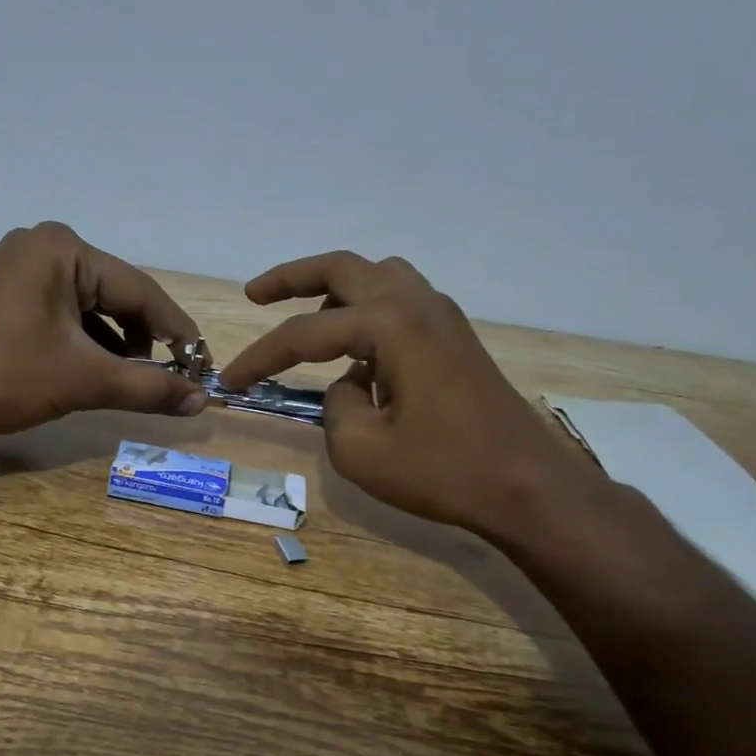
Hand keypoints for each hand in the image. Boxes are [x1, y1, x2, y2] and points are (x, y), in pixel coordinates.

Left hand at [0, 222, 205, 437]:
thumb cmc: (3, 378)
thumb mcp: (83, 381)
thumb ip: (148, 387)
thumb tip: (203, 401)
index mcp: (64, 250)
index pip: (140, 290)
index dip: (177, 330)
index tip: (203, 365)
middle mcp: (45, 246)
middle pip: (117, 295)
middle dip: (146, 339)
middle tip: (173, 379)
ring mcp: (23, 267)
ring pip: (93, 307)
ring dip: (118, 345)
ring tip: (136, 382)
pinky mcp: (11, 292)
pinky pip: (67, 313)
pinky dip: (88, 343)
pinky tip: (100, 372)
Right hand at [218, 252, 597, 538]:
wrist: (527, 486)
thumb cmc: (443, 470)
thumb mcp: (361, 450)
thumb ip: (335, 407)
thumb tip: (348, 385)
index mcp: (390, 324)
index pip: (304, 334)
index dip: (259, 357)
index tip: (228, 381)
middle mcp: (417, 304)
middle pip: (343, 269)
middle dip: (292, 278)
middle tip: (254, 295)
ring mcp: (443, 316)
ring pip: (377, 276)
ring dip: (335, 290)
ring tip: (308, 322)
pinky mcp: (455, 338)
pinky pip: (400, 301)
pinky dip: (367, 310)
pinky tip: (357, 352)